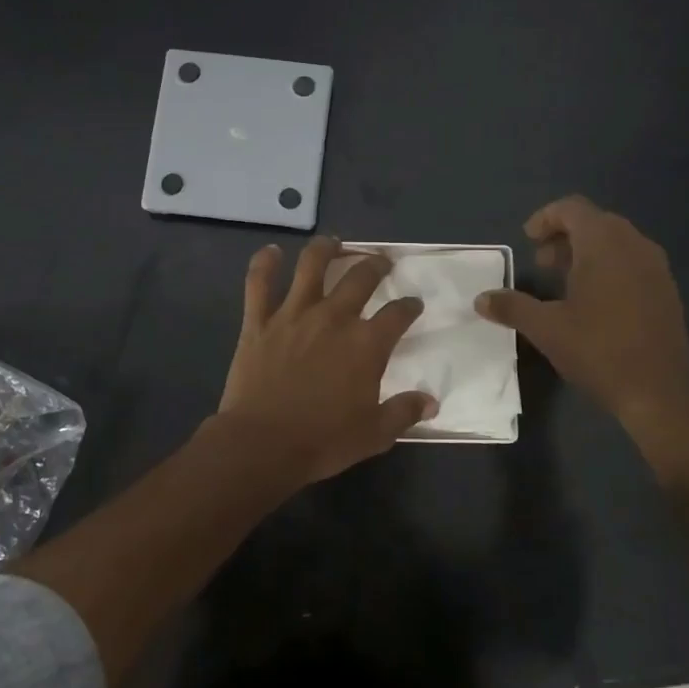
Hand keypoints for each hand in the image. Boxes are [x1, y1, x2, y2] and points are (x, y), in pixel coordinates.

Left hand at [217, 237, 436, 483]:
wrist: (262, 444)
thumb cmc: (322, 441)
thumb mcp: (374, 434)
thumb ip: (404, 412)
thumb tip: (431, 401)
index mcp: (366, 344)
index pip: (397, 314)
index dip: (409, 306)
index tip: (413, 304)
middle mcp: (333, 318)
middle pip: (360, 277)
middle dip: (375, 265)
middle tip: (380, 262)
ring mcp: (293, 314)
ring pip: (311, 266)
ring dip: (326, 249)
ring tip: (334, 242)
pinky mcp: (258, 321)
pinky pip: (259, 283)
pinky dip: (264, 263)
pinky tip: (271, 251)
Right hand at [476, 196, 688, 430]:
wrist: (658, 392)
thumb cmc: (598, 350)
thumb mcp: (546, 329)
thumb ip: (512, 307)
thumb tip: (481, 299)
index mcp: (604, 244)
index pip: (573, 208)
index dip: (546, 218)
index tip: (527, 241)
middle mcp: (634, 245)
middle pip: (595, 222)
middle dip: (564, 237)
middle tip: (542, 264)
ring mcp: (656, 267)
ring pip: (616, 242)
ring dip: (587, 253)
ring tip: (564, 283)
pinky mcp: (667, 290)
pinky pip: (633, 262)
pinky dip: (609, 268)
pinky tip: (595, 303)